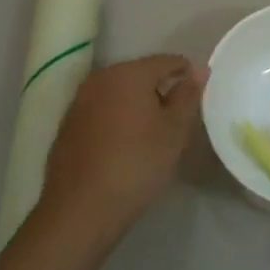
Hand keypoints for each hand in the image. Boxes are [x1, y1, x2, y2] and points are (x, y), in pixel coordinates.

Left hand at [38, 54, 207, 249]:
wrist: (81, 208)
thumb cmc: (136, 165)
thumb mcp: (174, 132)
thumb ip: (188, 95)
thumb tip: (198, 69)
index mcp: (128, 73)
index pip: (167, 61)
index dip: (188, 73)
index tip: (201, 94)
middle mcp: (100, 78)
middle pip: (140, 74)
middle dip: (162, 88)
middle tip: (180, 116)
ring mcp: (79, 101)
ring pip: (119, 92)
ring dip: (138, 104)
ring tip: (155, 131)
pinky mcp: (68, 124)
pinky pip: (102, 110)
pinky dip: (118, 118)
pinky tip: (126, 144)